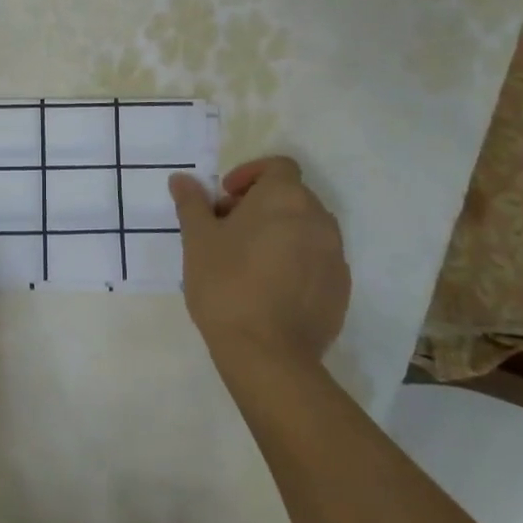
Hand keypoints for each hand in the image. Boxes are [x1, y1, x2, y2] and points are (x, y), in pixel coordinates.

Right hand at [169, 156, 349, 377]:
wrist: (268, 356)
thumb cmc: (227, 284)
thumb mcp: (198, 239)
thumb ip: (192, 203)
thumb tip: (181, 178)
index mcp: (285, 197)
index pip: (277, 166)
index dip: (250, 175)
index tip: (226, 198)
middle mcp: (318, 218)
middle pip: (291, 196)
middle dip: (261, 205)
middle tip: (229, 229)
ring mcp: (335, 255)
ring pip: (306, 229)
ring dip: (280, 232)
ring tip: (249, 260)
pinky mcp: (341, 289)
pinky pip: (317, 260)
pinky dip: (297, 261)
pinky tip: (271, 287)